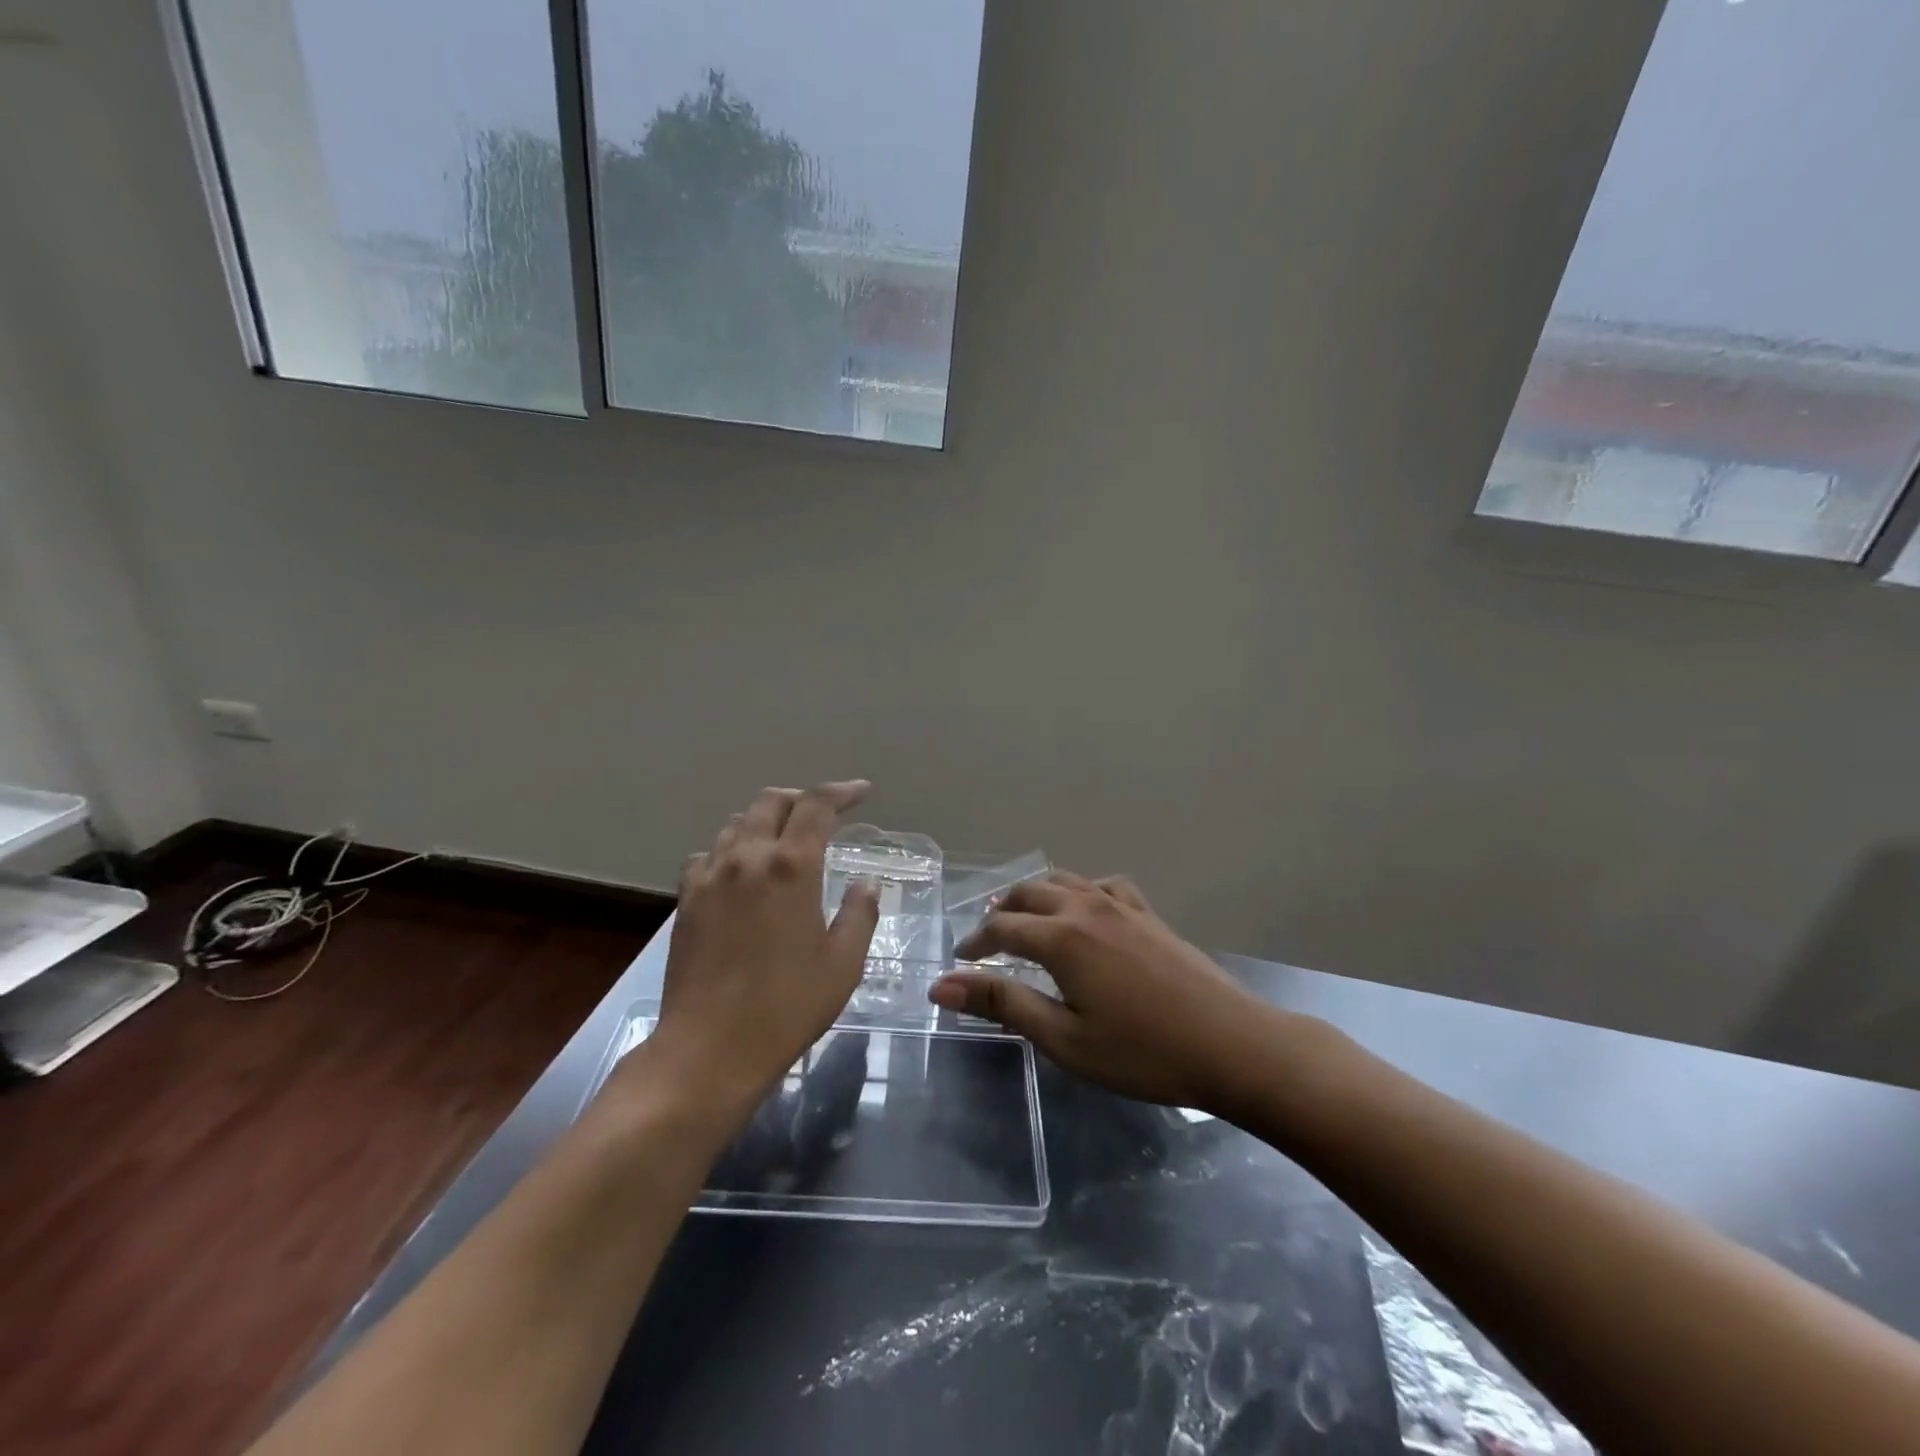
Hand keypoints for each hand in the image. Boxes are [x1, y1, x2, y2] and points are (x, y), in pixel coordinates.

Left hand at [637, 782, 880, 1119]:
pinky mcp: (685, 901)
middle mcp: (747, 858)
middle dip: (801, 799)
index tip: (862, 792)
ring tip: (782, 841)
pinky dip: (730, 850)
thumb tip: (866, 882)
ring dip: (764, 821)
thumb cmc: (787, 1006)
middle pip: (771, 802)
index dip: (843, 792)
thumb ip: (859, 913)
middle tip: (822, 815)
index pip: (817, 805)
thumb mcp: (843, 963)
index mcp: (791, 867)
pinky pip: (707, 855)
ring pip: (736, 824)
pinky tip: (738, 873)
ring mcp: (710, 877)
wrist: (710, 1049)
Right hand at [931, 872, 1276, 1113]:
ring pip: (1063, 880)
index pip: (1001, 928)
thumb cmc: (1142, 1052)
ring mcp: (1121, 906)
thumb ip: (1003, 1005)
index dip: (975, 944)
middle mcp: (1086, 908)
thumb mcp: (1064, 1038)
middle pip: (1028, 893)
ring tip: (1024, 920)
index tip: (960, 963)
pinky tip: (1084, 910)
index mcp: (1061, 938)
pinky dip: (1079, 890)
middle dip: (1000, 913)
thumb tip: (941, 985)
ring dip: (1035, 896)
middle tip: (986, 943)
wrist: (1231, 1044)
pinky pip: (1103, 885)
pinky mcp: (1148, 914)